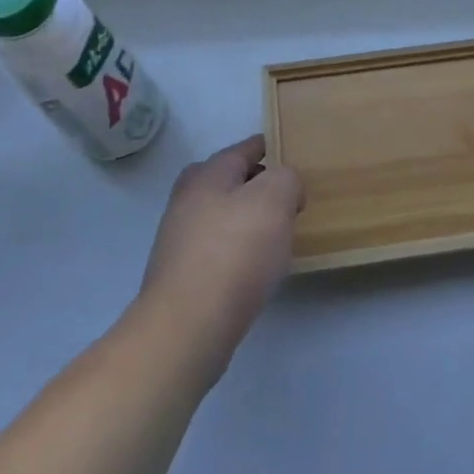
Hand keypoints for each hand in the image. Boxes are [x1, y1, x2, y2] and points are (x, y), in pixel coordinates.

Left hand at [141, 134, 303, 379]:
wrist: (188, 326)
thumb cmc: (235, 251)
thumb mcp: (275, 198)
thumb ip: (287, 178)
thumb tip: (285, 188)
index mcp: (208, 173)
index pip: (245, 148)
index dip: (272, 147)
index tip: (293, 154)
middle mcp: (188, 199)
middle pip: (229, 181)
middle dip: (258, 184)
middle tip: (289, 197)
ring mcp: (180, 239)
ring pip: (223, 216)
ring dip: (248, 219)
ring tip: (279, 233)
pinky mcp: (182, 275)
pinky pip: (218, 249)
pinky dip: (238, 250)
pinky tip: (257, 267)